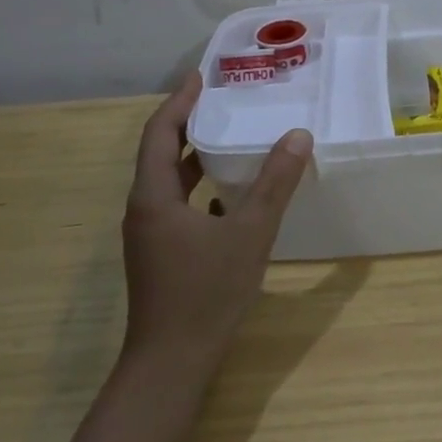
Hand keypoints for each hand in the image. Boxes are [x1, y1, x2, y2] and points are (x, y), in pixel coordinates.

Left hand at [121, 72, 312, 370]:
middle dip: (189, 123)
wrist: (171, 365)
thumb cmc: (206, 293)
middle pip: (161, 152)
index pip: (160, 132)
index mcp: (154, 196)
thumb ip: (274, 184)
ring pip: (169, 181)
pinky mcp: (160, 255)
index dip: (181, 101)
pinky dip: (199, 187)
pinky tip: (229, 193)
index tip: (202, 77)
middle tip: (223, 100)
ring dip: (194, 156)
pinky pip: (177, 204)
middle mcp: (144, 209)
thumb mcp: (250, 233)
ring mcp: (150, 235)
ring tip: (229, 136)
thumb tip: (297, 136)